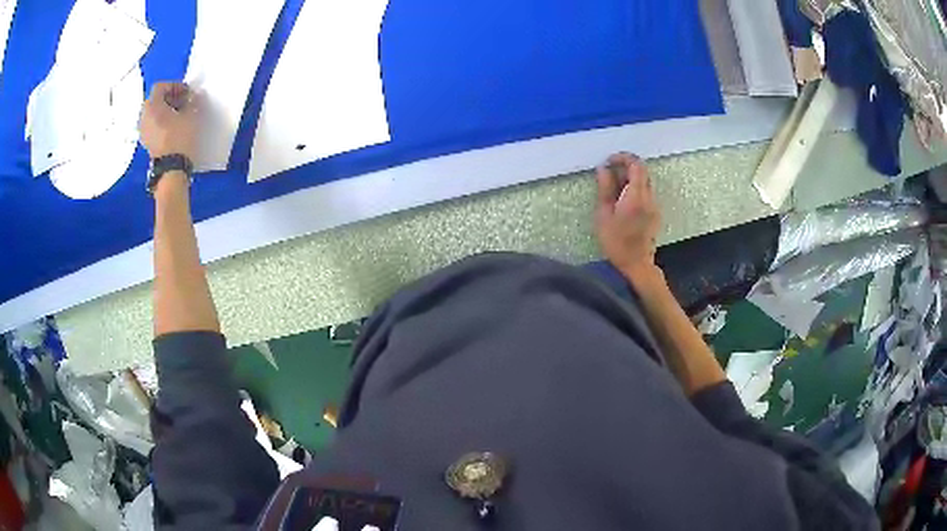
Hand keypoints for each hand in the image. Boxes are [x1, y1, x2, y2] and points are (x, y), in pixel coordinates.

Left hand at [139, 82, 197, 160]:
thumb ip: (193, 101)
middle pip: (155, 99)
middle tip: (183, 102)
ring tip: (178, 116)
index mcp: (152, 105)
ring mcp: (143, 131)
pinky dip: (161, 122)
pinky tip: (172, 128)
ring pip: (153, 113)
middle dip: (169, 98)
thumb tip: (194, 95)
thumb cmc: (180, 138)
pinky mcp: (146, 142)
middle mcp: (143, 116)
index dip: (175, 86)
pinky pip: (152, 125)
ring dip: (164, 111)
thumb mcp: (192, 115)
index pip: (161, 86)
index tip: (187, 92)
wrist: (171, 169)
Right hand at [594, 153, 661, 282]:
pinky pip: (646, 192)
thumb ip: (605, 189)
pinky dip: (634, 188)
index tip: (609, 161)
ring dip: (630, 178)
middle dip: (626, 166)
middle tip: (609, 173)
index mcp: (636, 195)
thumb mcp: (604, 215)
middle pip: (642, 171)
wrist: (637, 264)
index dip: (622, 157)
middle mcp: (649, 197)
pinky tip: (623, 200)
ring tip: (613, 188)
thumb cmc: (616, 242)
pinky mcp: (655, 212)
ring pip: (644, 181)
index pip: (636, 165)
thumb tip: (603, 169)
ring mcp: (654, 205)